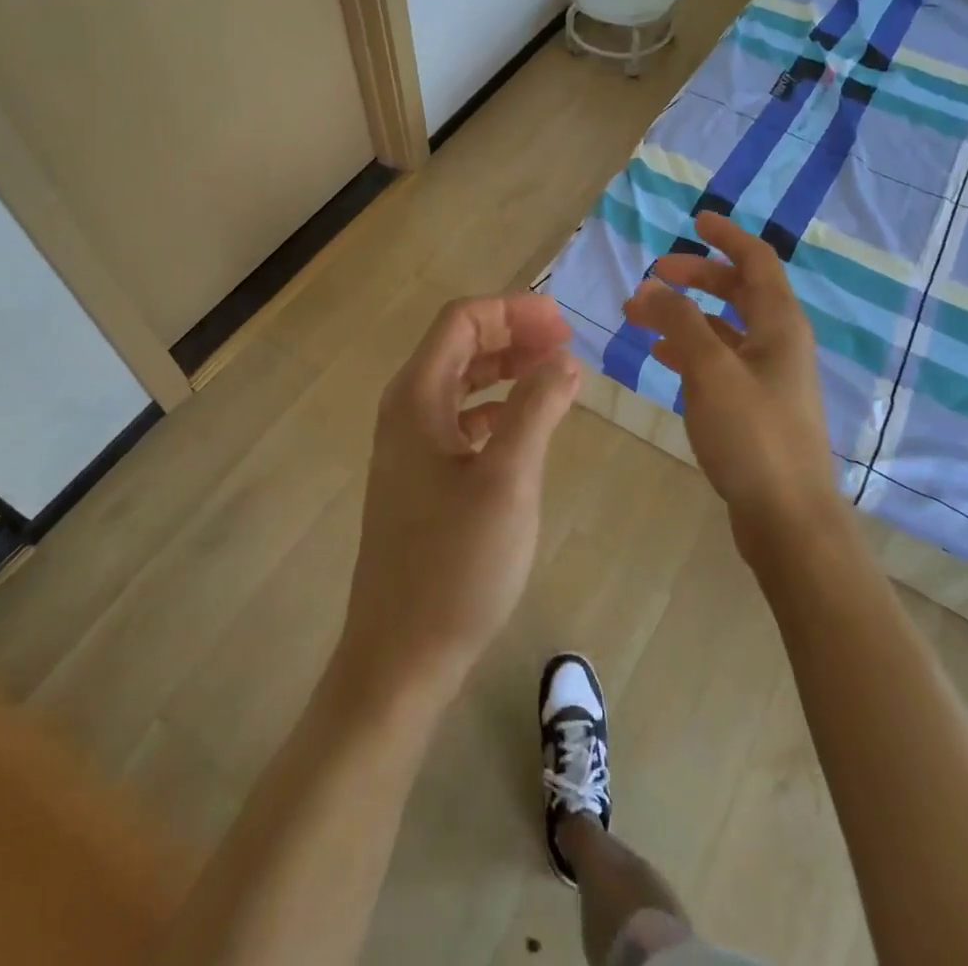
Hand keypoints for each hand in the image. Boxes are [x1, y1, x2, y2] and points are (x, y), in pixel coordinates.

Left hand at [336, 294, 581, 711]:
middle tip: (567, 345)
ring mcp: (410, 446)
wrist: (401, 655)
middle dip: (513, 334)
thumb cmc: (455, 564)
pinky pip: (461, 419)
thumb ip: (536, 409)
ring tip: (555, 373)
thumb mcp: (507, 480)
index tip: (563, 325)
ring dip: (506, 369)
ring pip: (461, 382)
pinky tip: (524, 422)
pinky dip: (496, 407)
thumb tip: (564, 358)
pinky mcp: (421, 477)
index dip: (513, 311)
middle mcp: (406, 410)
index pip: (461, 321)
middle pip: (460, 345)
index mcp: (417, 397)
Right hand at [623, 212, 838, 552]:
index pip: (756, 261)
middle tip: (654, 275)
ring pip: (724, 329)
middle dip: (697, 277)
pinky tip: (661, 358)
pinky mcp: (756, 407)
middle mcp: (779, 343)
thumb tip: (652, 285)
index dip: (727, 236)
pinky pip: (720, 362)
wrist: (788, 517)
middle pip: (738, 292)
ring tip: (640, 318)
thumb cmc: (753, 435)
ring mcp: (769, 377)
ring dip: (685, 316)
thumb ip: (679, 322)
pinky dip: (691, 351)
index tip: (695, 220)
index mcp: (779, 324)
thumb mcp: (710, 370)